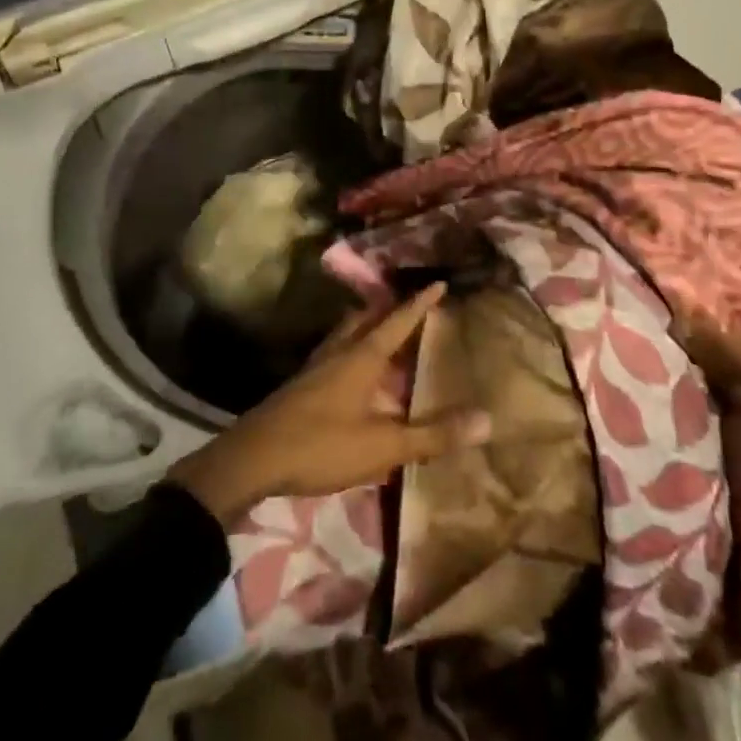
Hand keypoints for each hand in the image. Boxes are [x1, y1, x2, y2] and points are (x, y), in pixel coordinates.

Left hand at [170, 282, 492, 525]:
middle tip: (409, 304)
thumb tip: (486, 419)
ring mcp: (315, 366)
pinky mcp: (301, 384)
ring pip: (346, 333)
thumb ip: (433, 435)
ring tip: (381, 329)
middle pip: (367, 319)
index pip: (397, 321)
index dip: (420, 303)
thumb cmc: (323, 445)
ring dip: (366, 325)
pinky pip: (334, 352)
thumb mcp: (384, 446)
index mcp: (361, 356)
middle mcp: (339, 351)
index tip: (438, 282)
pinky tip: (350, 369)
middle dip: (389, 308)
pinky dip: (351, 348)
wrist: (254, 457)